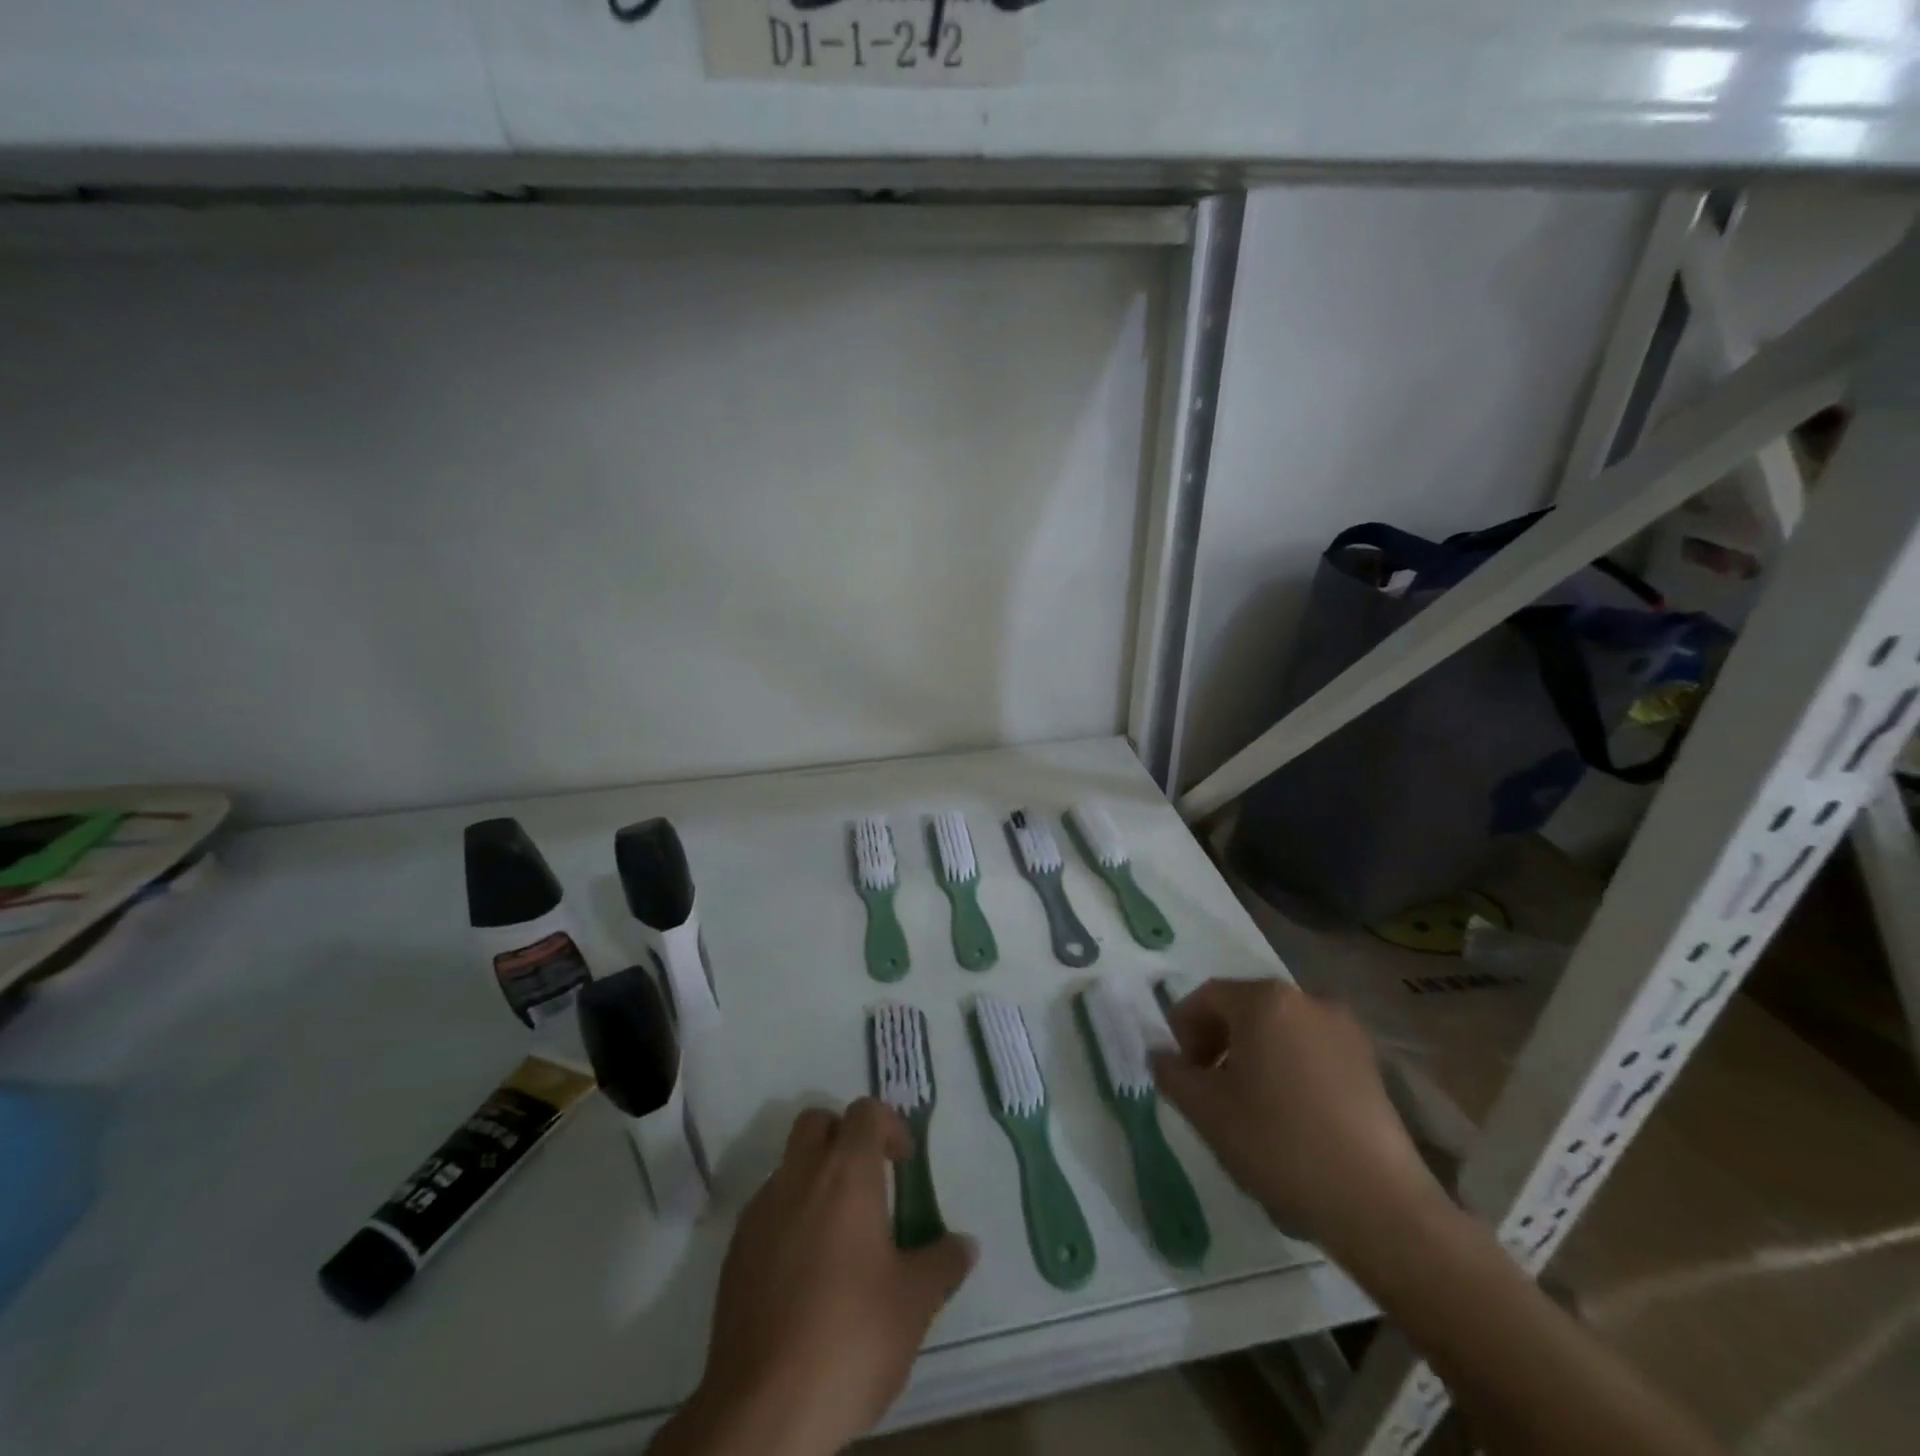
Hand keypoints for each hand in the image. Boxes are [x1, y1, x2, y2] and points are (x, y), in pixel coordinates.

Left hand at [655, 1099, 976, 1455]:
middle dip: (843, 1136)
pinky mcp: (735, 1252)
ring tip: (840, 1234)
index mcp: (846, 1174)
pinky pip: (768, 1209)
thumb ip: (942, 1263)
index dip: (889, 1125)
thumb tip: (965, 1244)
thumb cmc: (850, 1339)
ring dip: (814, 1178)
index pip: (865, 1112)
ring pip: (789, 1165)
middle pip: (817, 1122)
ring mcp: (760, 1212)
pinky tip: (806, 1271)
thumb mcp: (914, 1304)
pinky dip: (789, 1217)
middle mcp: (799, 1177)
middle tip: (869, 1181)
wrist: (762, 1411)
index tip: (904, 1162)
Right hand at [1150, 978, 1444, 1257]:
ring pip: (1280, 1029)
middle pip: (1245, 1008)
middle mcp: (1306, 999)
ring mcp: (1345, 1029)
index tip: (1180, 1070)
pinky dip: (1288, 1066)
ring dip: (1253, 1054)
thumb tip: (1161, 1056)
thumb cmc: (1279, 1143)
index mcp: (1264, 1000)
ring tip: (1247, 1102)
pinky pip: (1311, 1049)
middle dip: (1218, 1040)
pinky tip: (1288, 1112)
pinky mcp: (1370, 1062)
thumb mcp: (1206, 1111)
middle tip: (1207, 1085)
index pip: (1207, 997)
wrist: (1378, 1203)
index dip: (1183, 1028)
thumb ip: (1172, 1074)